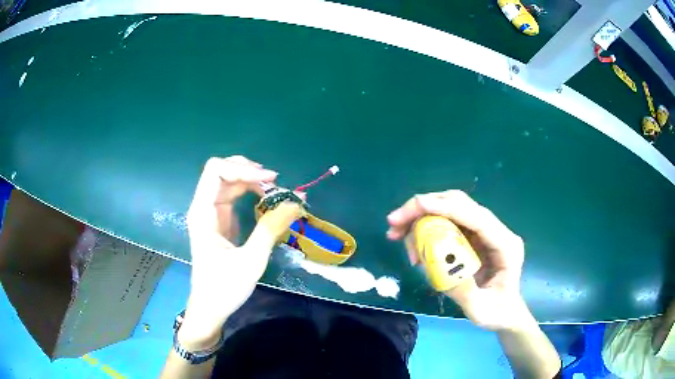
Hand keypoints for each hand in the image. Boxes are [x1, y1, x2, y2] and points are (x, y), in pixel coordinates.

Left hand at [179, 156, 300, 348]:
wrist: (211, 307)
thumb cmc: (225, 287)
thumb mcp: (251, 260)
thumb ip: (270, 229)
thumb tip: (295, 203)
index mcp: (202, 213)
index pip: (215, 170)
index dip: (242, 169)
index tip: (270, 180)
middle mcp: (203, 207)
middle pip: (221, 171)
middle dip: (248, 171)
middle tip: (275, 182)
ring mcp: (211, 213)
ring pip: (228, 181)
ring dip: (251, 180)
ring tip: (275, 190)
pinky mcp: (220, 220)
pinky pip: (233, 195)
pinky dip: (251, 191)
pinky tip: (266, 198)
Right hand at [387, 190, 527, 331]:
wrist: (505, 312)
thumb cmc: (497, 312)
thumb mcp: (481, 311)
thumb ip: (464, 292)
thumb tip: (437, 267)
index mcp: (505, 245)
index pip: (477, 217)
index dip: (447, 207)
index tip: (417, 205)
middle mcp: (495, 231)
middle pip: (460, 204)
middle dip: (425, 208)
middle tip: (394, 223)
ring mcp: (484, 232)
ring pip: (451, 210)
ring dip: (421, 217)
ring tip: (397, 235)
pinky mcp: (473, 237)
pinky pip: (447, 223)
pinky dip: (426, 228)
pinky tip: (413, 244)